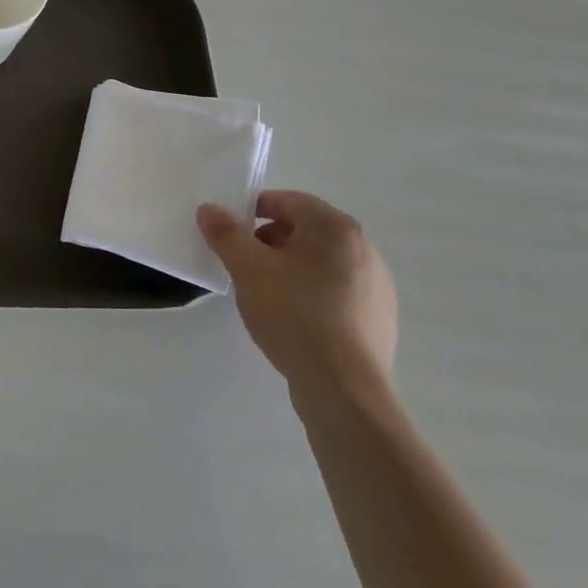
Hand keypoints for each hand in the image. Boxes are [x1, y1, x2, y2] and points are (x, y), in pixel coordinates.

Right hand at [197, 190, 397, 406]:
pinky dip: (311, 294)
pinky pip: (336, 292)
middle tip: (243, 264)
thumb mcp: (248, 269)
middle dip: (270, 241)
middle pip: (306, 231)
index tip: (231, 231)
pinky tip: (293, 320)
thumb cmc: (294, 314)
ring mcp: (377, 286)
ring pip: (321, 263)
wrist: (342, 386)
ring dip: (290, 268)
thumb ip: (226, 234)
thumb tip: (209, 209)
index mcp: (336, 228)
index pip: (289, 201)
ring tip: (265, 294)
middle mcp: (364, 249)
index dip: (255, 210)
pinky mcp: (378, 318)